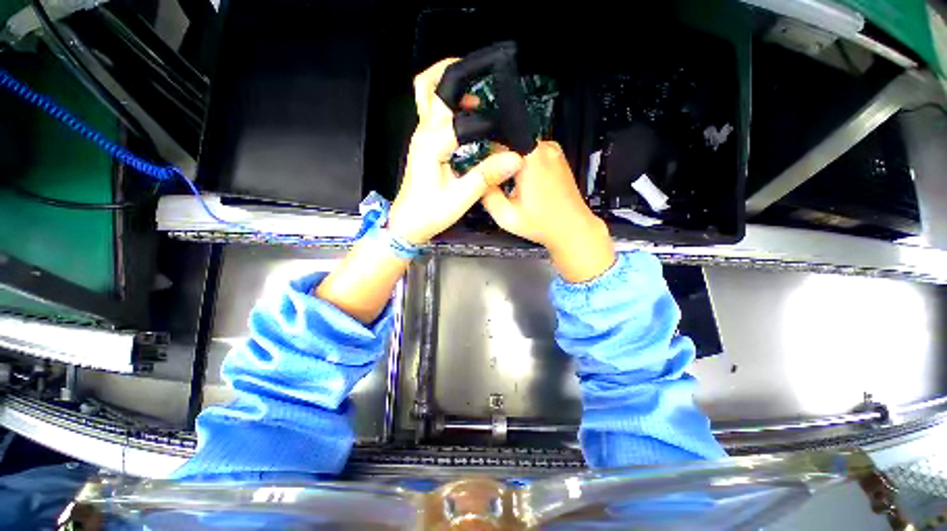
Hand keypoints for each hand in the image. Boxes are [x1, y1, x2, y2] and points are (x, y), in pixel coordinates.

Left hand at [387, 58, 523, 244]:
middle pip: (428, 85)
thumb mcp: (461, 198)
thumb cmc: (430, 213)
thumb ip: (486, 175)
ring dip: (450, 86)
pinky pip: (434, 114)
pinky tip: (469, 114)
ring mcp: (421, 137)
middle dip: (453, 72)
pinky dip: (450, 104)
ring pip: (428, 96)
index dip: (486, 117)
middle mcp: (423, 133)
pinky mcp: (424, 145)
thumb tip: (515, 159)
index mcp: (431, 143)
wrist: (407, 224)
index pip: (460, 115)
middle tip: (480, 74)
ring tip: (479, 92)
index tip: (505, 122)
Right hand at [481, 141, 614, 281]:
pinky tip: (528, 186)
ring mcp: (553, 150)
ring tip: (517, 189)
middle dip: (500, 163)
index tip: (486, 174)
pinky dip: (526, 166)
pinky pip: (533, 154)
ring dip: (513, 165)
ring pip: (520, 149)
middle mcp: (544, 148)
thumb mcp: (506, 217)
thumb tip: (478, 180)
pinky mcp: (558, 156)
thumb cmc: (543, 224)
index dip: (487, 158)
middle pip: (509, 144)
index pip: (497, 142)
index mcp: (530, 159)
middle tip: (502, 187)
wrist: (572, 229)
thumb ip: (487, 195)